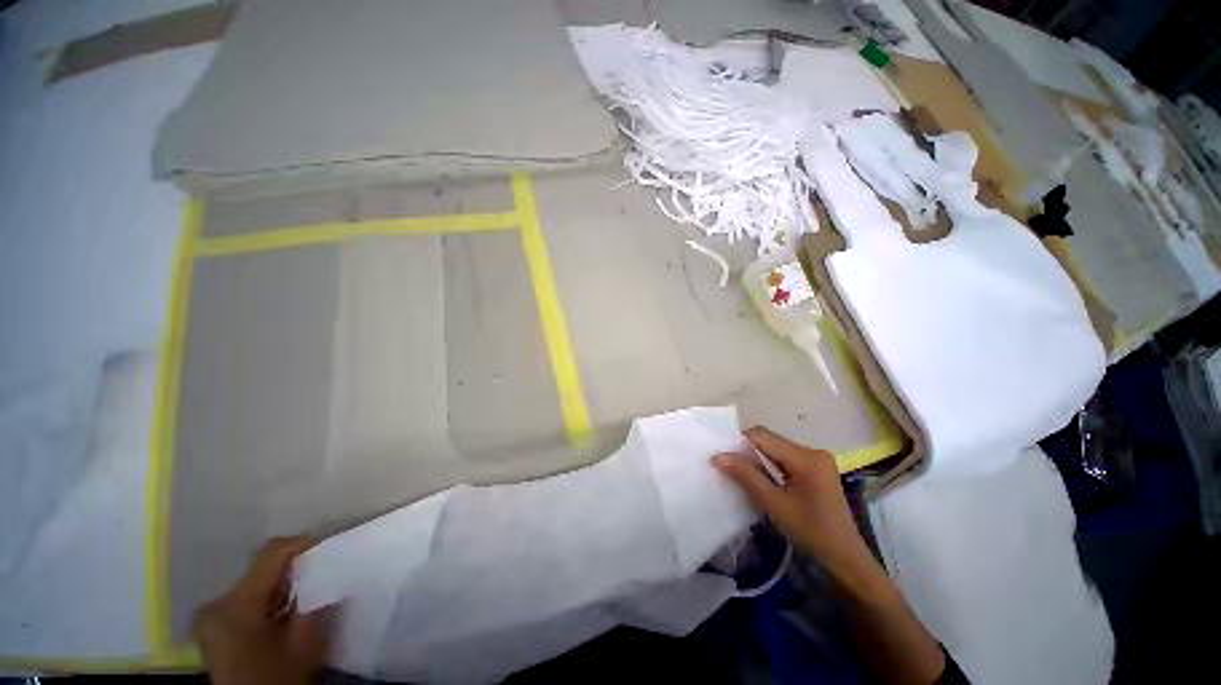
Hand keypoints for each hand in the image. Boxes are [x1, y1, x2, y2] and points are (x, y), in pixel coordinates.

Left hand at [193, 536, 329, 684]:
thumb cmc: (278, 678)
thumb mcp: (304, 643)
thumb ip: (315, 601)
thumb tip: (329, 569)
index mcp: (234, 604)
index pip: (272, 553)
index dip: (304, 544)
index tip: (330, 548)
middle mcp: (215, 602)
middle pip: (261, 568)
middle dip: (293, 570)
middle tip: (321, 576)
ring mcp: (209, 616)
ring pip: (254, 583)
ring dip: (281, 586)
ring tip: (305, 596)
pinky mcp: (212, 627)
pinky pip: (245, 599)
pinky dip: (269, 599)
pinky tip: (285, 612)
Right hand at [713, 427, 884, 593]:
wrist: (845, 559)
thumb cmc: (811, 532)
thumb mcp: (774, 504)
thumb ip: (746, 476)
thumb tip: (718, 456)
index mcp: (806, 457)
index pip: (763, 436)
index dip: (740, 442)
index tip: (723, 457)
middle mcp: (812, 451)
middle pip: (770, 441)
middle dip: (748, 452)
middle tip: (730, 469)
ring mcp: (816, 460)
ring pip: (775, 450)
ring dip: (758, 461)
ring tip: (743, 477)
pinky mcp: (815, 470)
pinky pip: (784, 460)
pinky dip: (769, 467)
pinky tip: (762, 482)